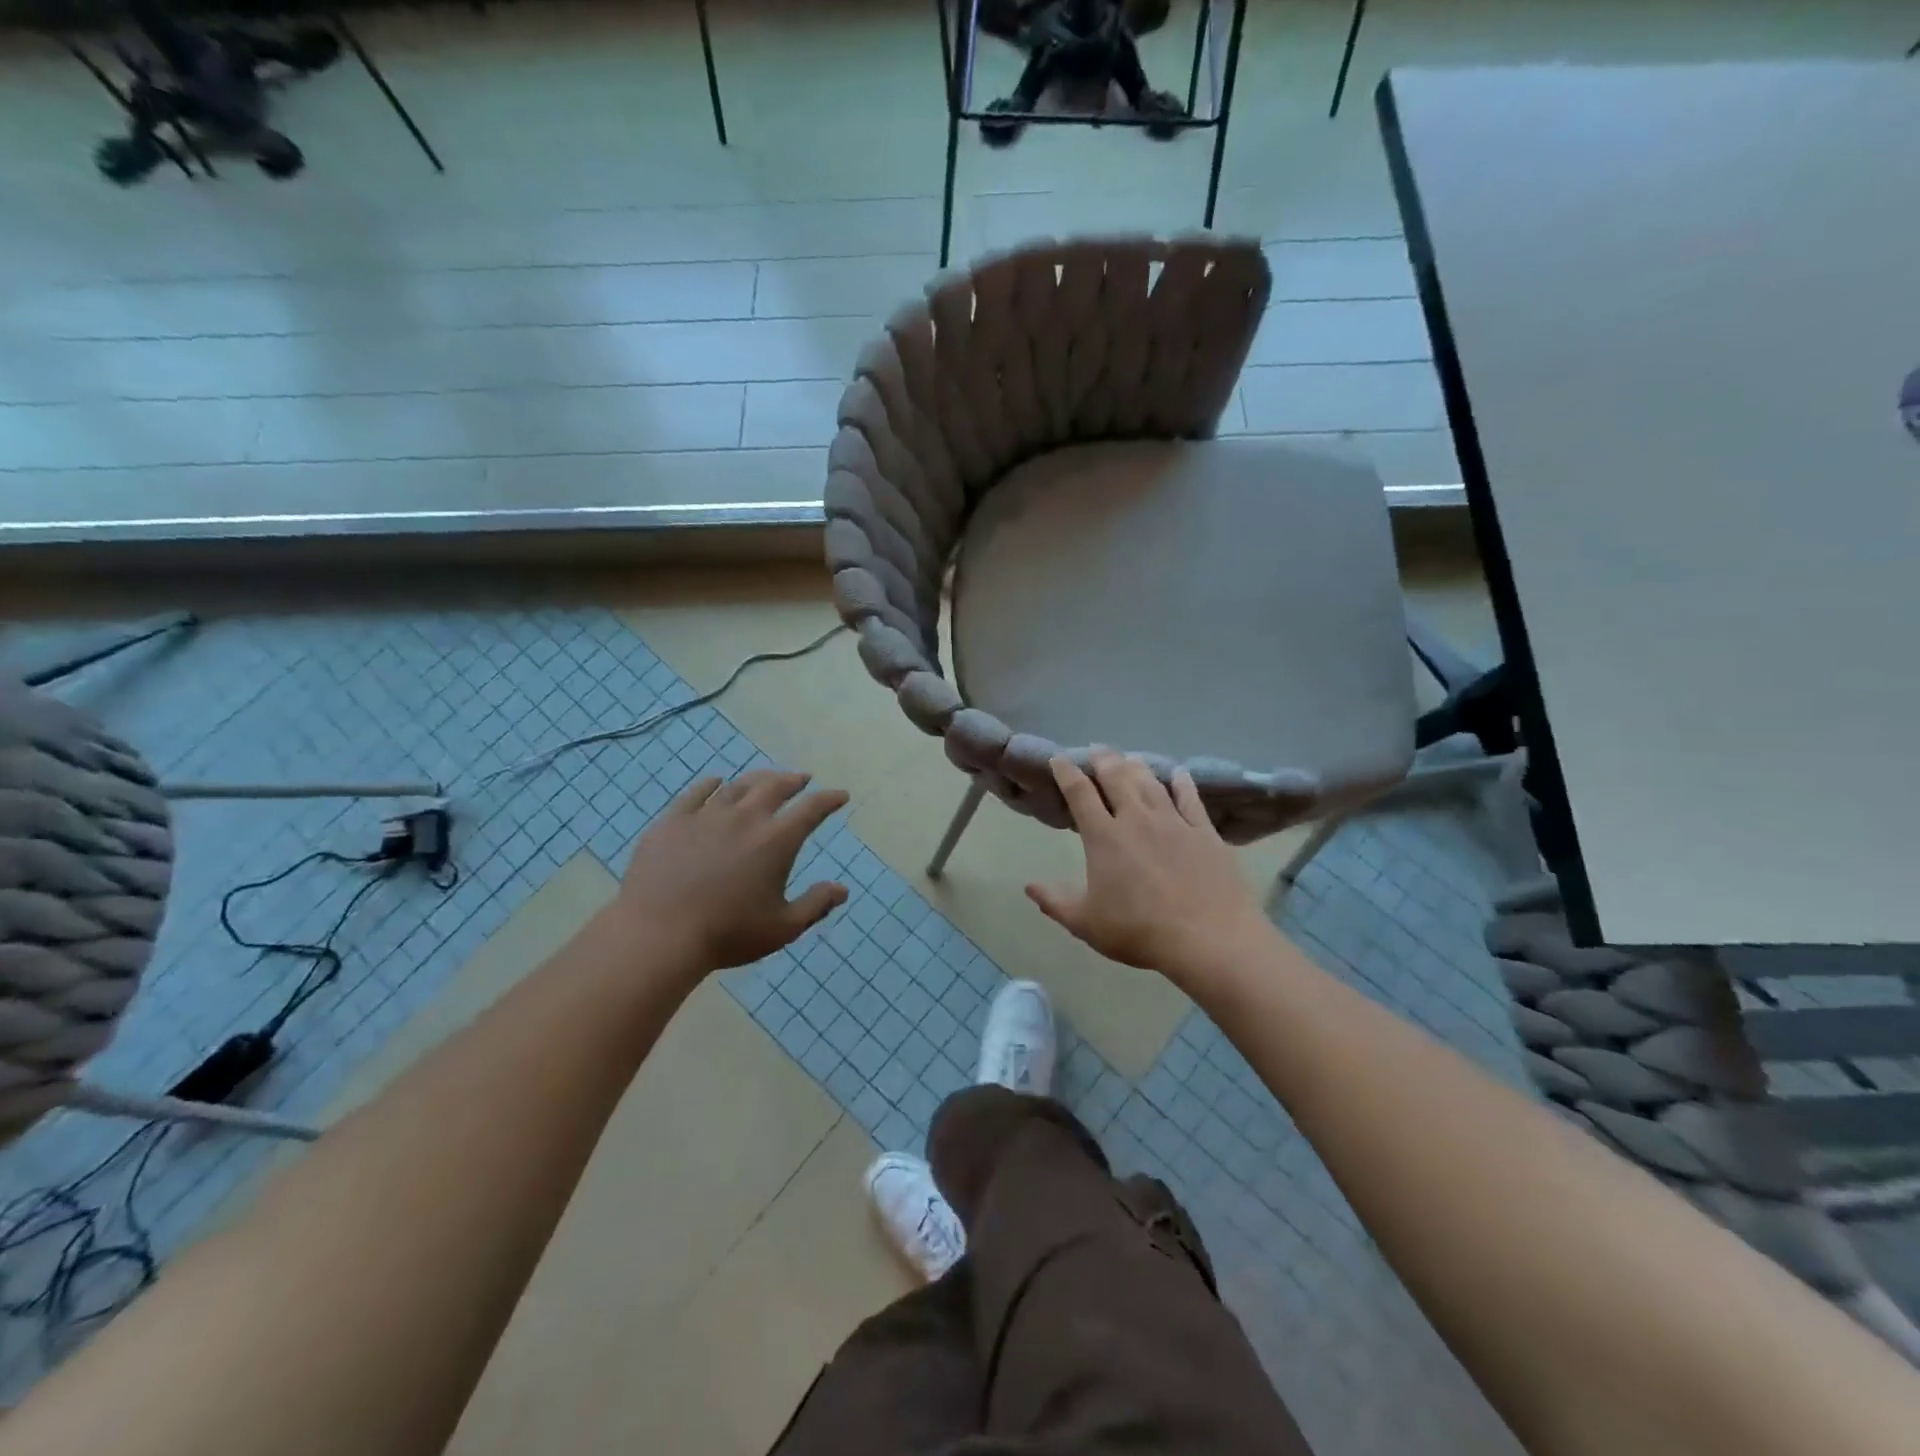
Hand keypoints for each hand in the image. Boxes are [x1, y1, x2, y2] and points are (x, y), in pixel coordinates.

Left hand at [617, 769, 849, 972]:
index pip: (811, 809)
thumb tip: (842, 890)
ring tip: (765, 778)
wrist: (659, 933)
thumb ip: (816, 905)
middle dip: (793, 780)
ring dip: (757, 779)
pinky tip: (715, 782)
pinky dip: (711, 784)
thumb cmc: (728, 934)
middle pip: (775, 786)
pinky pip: (696, 793)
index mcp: (776, 840)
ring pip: (738, 786)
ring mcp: (706, 815)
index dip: (829, 800)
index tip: (840, 796)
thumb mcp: (783, 928)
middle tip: (802, 779)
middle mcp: (745, 818)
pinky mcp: (673, 821)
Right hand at [1026, 749, 1273, 985]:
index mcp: (1104, 837)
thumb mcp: (1087, 924)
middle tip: (1096, 749)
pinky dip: (1182, 783)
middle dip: (1103, 759)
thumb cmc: (1139, 931)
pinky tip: (1178, 774)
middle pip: (1117, 777)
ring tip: (1129, 757)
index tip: (1059, 759)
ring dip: (1137, 766)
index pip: (1080, 793)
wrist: (1207, 938)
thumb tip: (1029, 886)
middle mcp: (1136, 819)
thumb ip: (1055, 903)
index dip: (1067, 772)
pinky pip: (1190, 799)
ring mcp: (1174, 822)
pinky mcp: (1204, 832)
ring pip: (1151, 783)